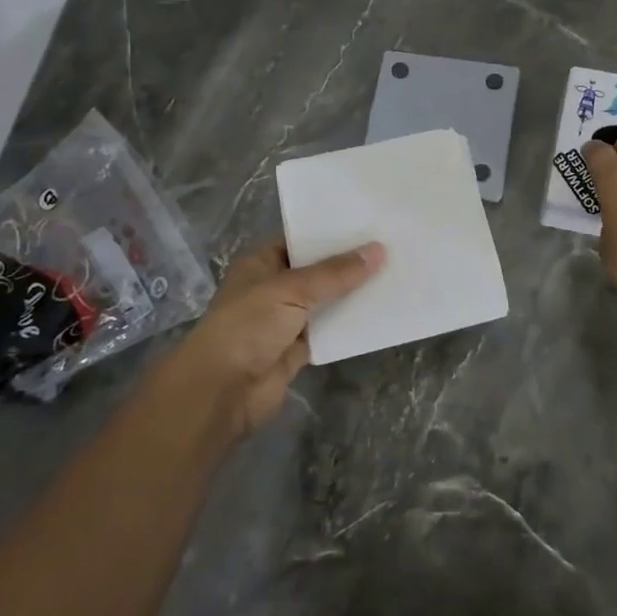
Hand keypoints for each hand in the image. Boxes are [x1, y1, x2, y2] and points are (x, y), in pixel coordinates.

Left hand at [169, 239, 383, 441]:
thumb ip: (335, 273)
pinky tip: (380, 312)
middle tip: (391, 246)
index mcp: (261, 263)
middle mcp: (273, 288)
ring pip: (325, 301)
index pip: (300, 240)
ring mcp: (285, 320)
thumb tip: (378, 250)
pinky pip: (329, 331)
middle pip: (317, 271)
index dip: (331, 232)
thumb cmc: (248, 326)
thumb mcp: (291, 290)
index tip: (369, 223)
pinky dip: (349, 325)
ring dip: (352, 294)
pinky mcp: (297, 350)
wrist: (222, 391)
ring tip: (394, 274)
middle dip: (348, 263)